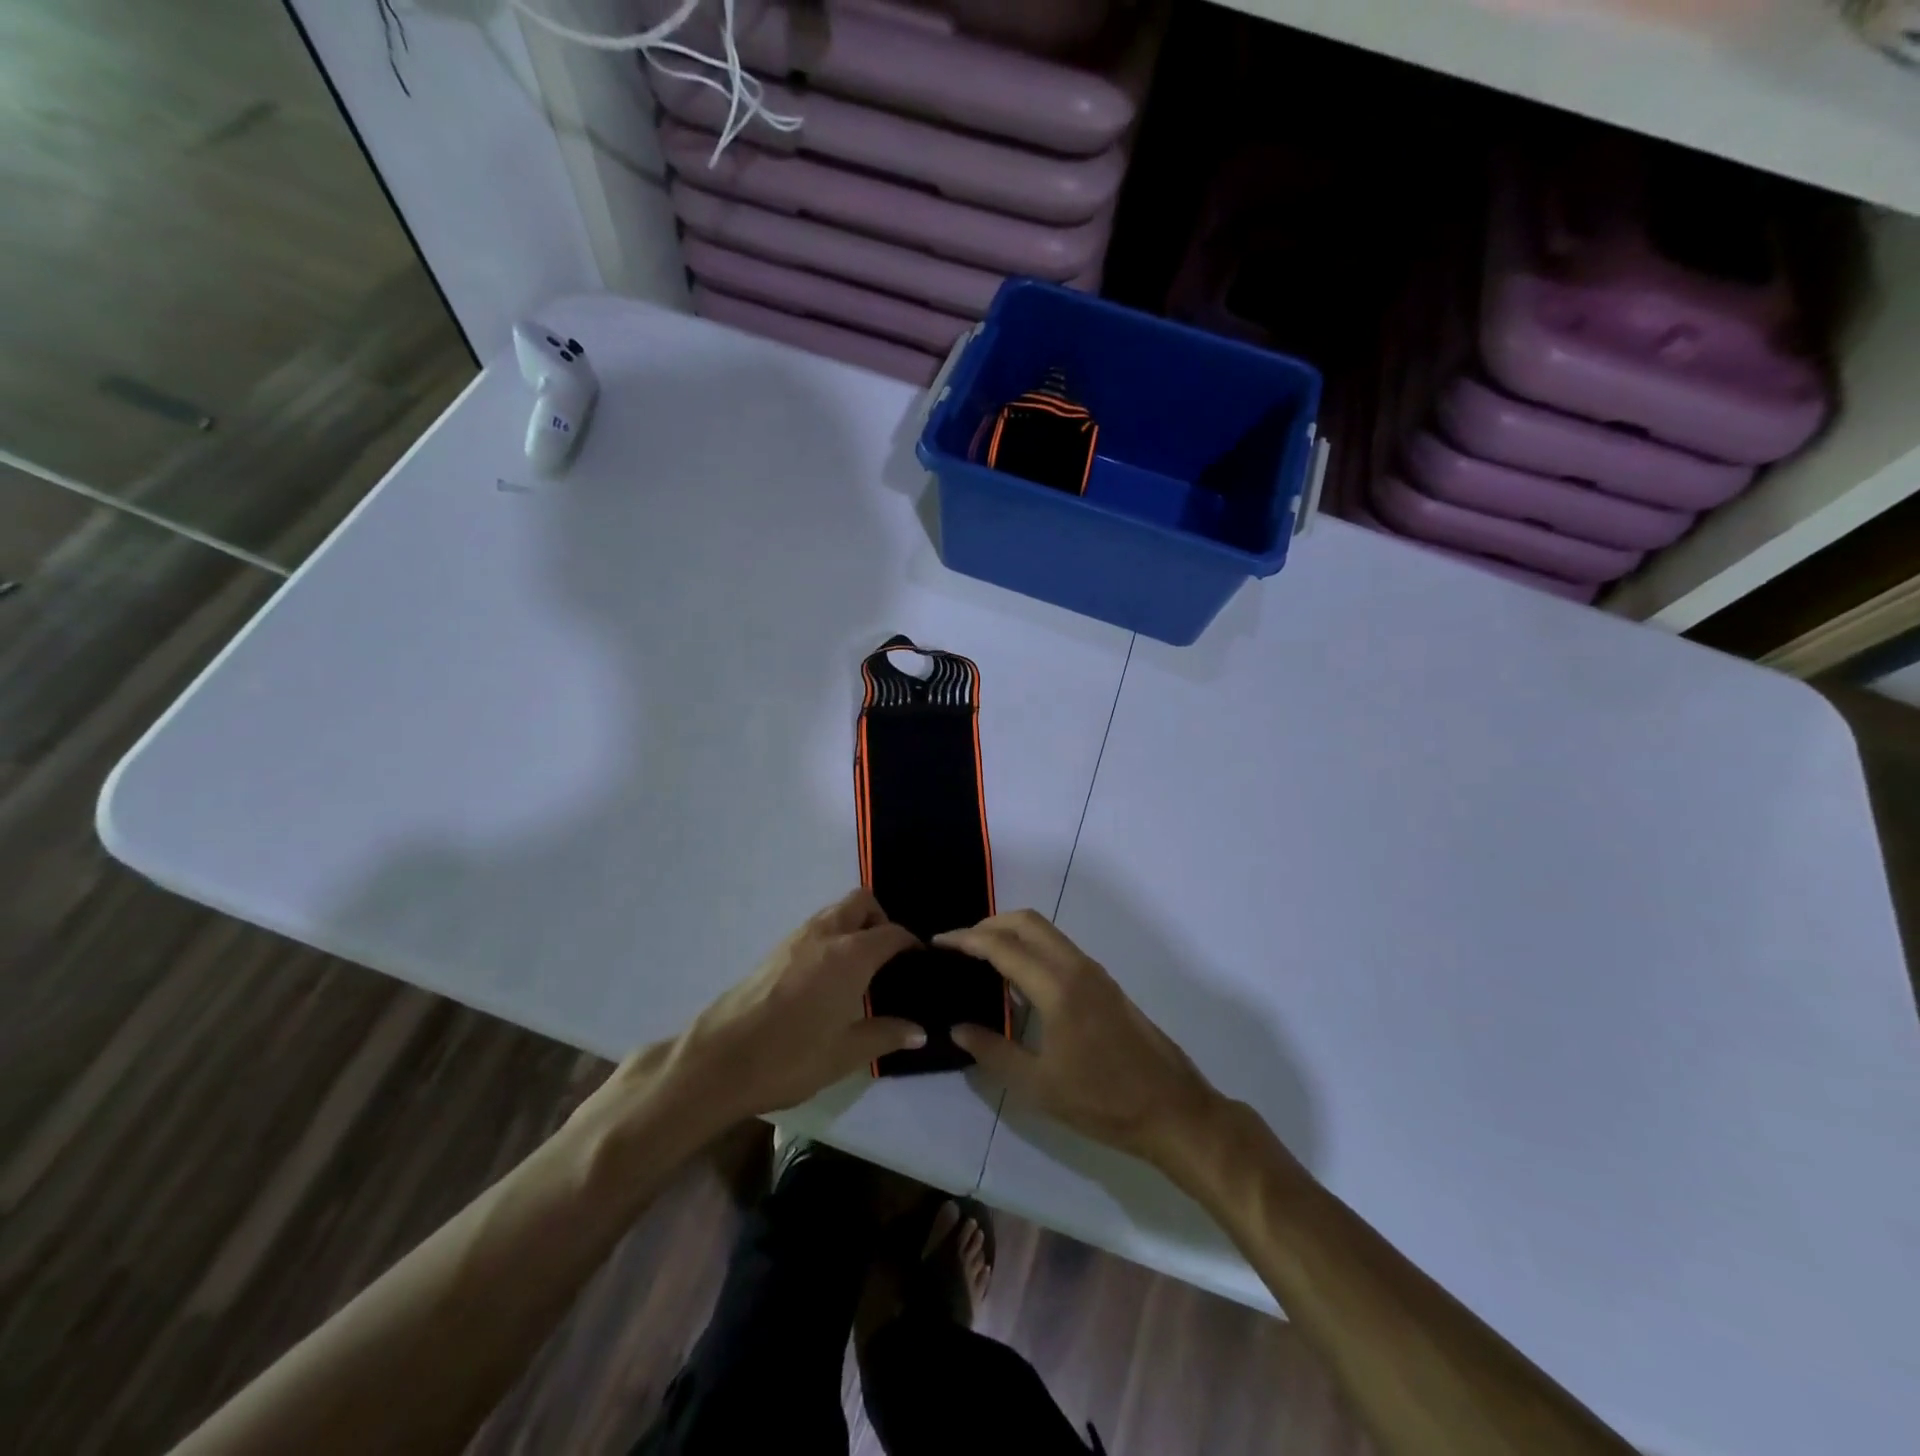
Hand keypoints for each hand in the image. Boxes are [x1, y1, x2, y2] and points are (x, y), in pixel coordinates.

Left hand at [660, 889, 925, 1123]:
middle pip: (861, 902)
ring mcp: (796, 938)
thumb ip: (885, 1035)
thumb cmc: (790, 1057)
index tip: (919, 963)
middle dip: (880, 919)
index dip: (910, 944)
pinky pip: (815, 927)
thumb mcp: (845, 1054)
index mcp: (850, 955)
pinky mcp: (775, 950)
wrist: (718, 1061)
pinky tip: (828, 977)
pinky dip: (831, 936)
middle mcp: (825, 934)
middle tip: (888, 957)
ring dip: (854, 925)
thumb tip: (920, 1031)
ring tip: (860, 968)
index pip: (892, 933)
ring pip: (835, 911)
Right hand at [939, 910, 1220, 1165]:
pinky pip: (1059, 948)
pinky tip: (1018, 981)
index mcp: (1057, 987)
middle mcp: (1076, 967)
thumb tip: (957, 1027)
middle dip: (989, 924)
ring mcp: (1095, 972)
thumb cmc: (1102, 1101)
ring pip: (1046, 931)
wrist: (1172, 1110)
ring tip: (982, 960)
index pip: (1002, 946)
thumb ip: (992, 1051)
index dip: (965, 940)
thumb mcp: (1038, 1086)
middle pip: (1026, 921)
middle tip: (959, 947)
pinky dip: (1031, 947)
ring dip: (1012, 933)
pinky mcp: (1105, 984)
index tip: (938, 943)